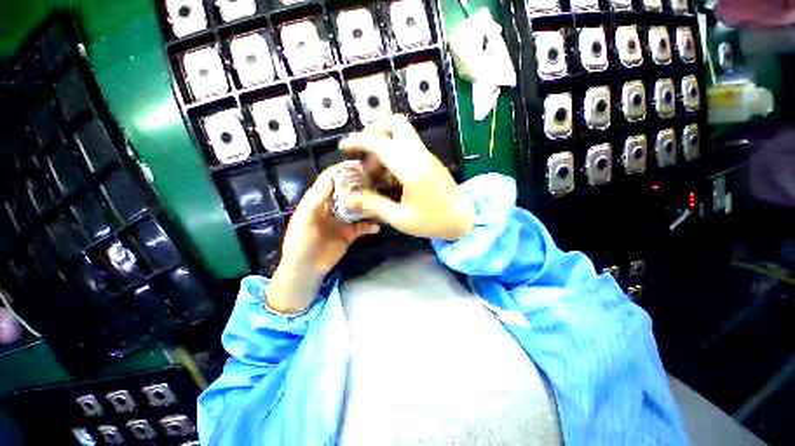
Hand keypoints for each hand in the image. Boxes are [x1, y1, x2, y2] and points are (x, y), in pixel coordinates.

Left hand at [267, 161, 379, 313]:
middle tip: (376, 179)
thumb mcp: (305, 217)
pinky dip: (370, 226)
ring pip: (358, 207)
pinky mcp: (350, 234)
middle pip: (348, 191)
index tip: (359, 164)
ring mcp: (343, 221)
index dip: (343, 169)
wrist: (306, 269)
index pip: (331, 179)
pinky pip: (363, 227)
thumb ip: (318, 198)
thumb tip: (333, 177)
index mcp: (318, 200)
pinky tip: (377, 227)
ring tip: (380, 200)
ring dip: (368, 204)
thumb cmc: (300, 242)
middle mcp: (332, 207)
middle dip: (360, 184)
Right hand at [339, 114, 474, 240]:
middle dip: (374, 131)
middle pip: (396, 123)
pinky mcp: (429, 160)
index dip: (359, 141)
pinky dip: (393, 150)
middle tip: (364, 153)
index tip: (344, 147)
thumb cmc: (433, 222)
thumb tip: (350, 198)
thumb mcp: (400, 218)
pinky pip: (408, 144)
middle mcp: (420, 155)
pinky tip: (388, 172)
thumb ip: (374, 205)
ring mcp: (427, 155)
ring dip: (384, 142)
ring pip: (402, 132)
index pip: (381, 143)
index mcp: (412, 169)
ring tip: (374, 167)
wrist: (463, 219)